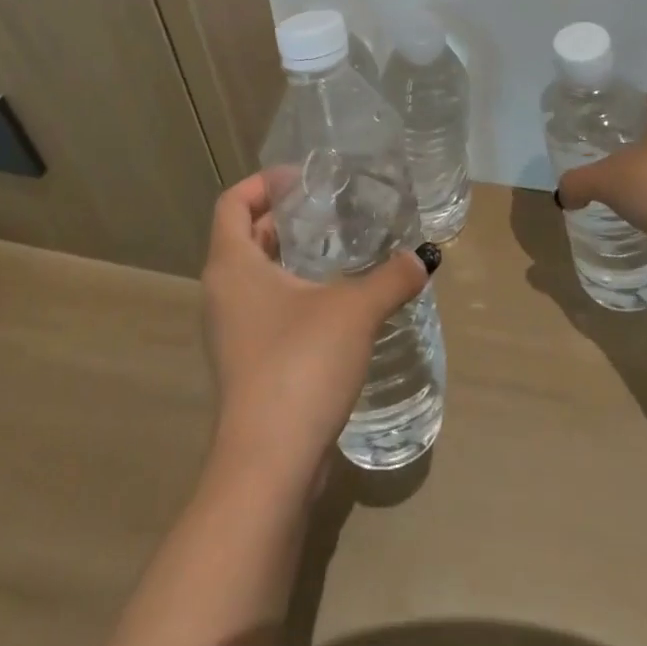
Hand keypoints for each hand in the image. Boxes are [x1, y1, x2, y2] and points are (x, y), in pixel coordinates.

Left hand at [200, 171, 433, 498]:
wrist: (269, 467)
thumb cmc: (300, 365)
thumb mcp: (355, 311)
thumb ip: (391, 278)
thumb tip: (424, 257)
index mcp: (232, 265)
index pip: (232, 202)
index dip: (263, 182)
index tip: (303, 178)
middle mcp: (222, 292)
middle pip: (243, 235)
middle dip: (282, 217)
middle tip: (328, 207)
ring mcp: (230, 332)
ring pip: (255, 275)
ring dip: (288, 256)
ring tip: (336, 247)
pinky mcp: (246, 363)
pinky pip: (264, 308)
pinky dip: (291, 292)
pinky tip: (334, 301)